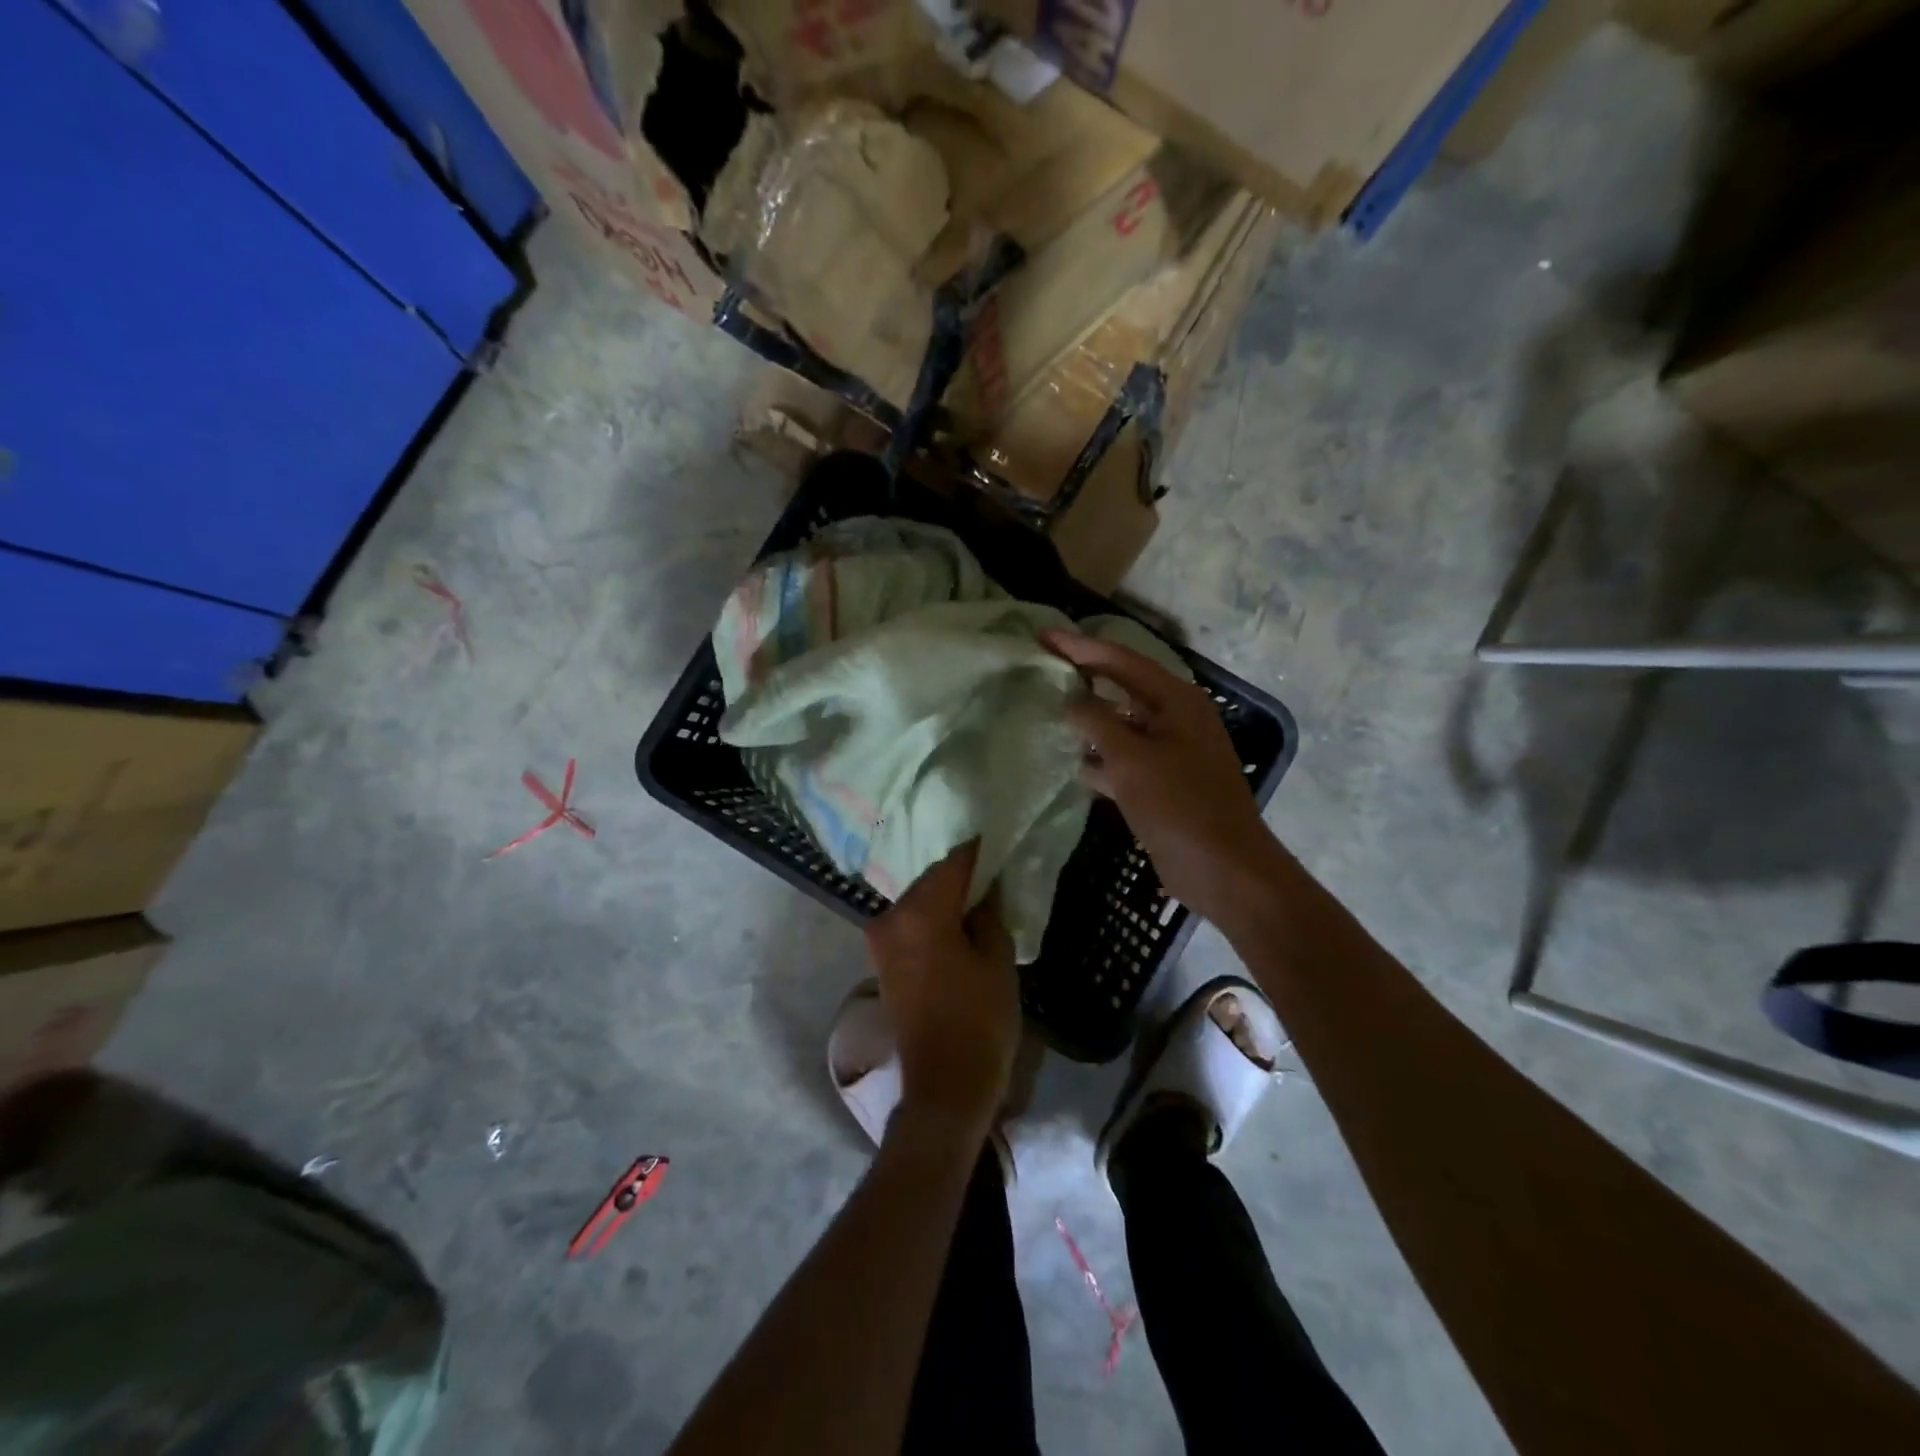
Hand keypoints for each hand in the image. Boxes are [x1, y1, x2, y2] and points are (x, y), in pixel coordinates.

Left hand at [864, 842, 1020, 1139]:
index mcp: (921, 912)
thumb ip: (989, 912)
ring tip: (980, 897)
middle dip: (961, 874)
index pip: (954, 863)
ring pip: (920, 900)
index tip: (999, 840)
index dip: (978, 851)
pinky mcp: (882, 959)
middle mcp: (891, 917)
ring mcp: (881, 939)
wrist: (945, 1085)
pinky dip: (933, 917)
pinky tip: (958, 921)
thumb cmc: (980, 1020)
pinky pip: (911, 922)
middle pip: (931, 879)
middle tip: (994, 871)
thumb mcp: (997, 960)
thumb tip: (985, 886)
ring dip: (946, 896)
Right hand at [1044, 630, 1283, 928]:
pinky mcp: (1163, 784)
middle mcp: (1175, 719)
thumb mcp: (1132, 759)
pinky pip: (1125, 759)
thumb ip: (1097, 723)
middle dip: (1084, 677)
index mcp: (1176, 701)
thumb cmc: (1179, 806)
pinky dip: (1101, 758)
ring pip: (1122, 725)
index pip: (1121, 661)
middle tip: (1043, 665)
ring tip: (1049, 710)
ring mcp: (1171, 752)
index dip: (1080, 647)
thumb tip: (1071, 701)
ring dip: (1090, 719)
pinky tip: (1074, 764)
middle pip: (1122, 687)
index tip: (1043, 636)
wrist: (1223, 869)